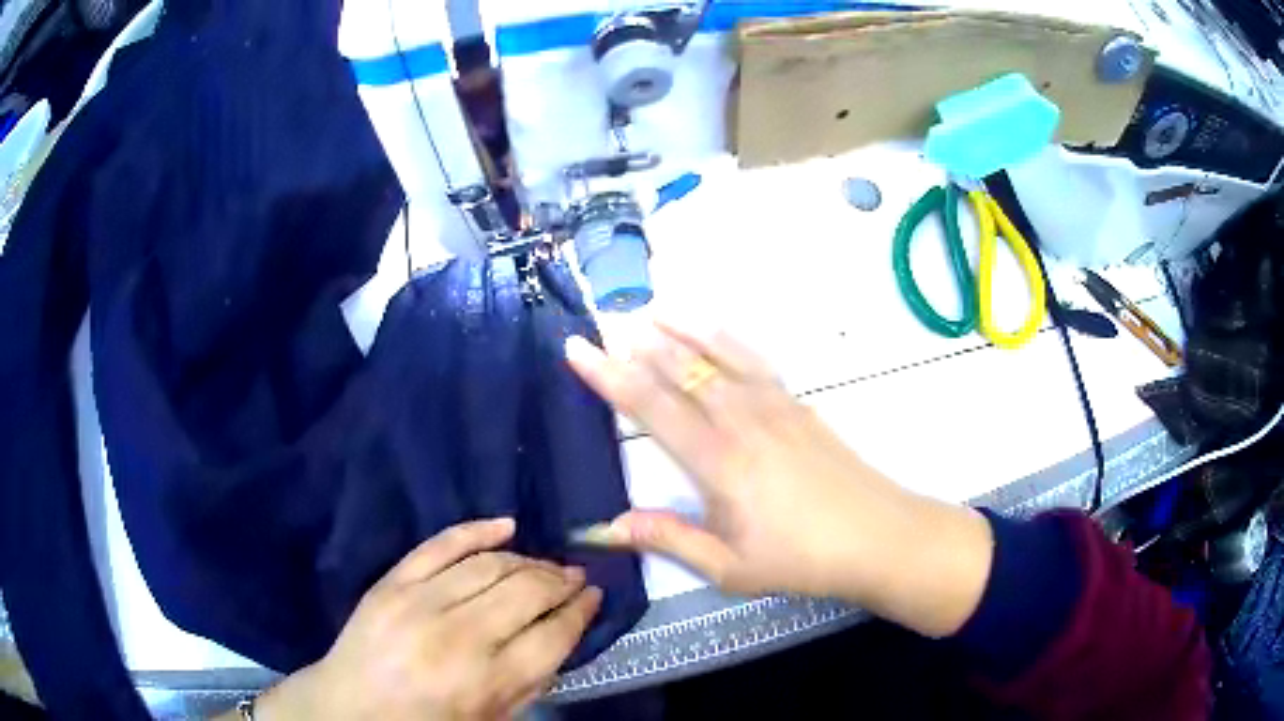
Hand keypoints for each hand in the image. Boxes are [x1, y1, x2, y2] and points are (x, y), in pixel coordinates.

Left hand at [253, 519, 600, 720]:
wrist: (350, 708)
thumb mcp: (490, 720)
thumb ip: (530, 683)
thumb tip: (562, 634)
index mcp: (485, 682)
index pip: (553, 635)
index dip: (581, 612)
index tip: (595, 598)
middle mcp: (457, 637)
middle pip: (527, 592)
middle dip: (562, 581)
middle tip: (577, 577)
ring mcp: (419, 603)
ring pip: (491, 564)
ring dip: (529, 559)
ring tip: (546, 563)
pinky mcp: (392, 582)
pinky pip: (441, 543)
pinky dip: (478, 529)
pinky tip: (507, 525)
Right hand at [566, 322, 992, 636]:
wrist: (877, 535)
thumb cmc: (801, 559)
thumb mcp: (729, 566)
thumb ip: (669, 539)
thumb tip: (609, 527)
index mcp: (718, 461)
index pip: (651, 406)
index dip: (609, 375)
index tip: (577, 348)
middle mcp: (741, 420)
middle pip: (681, 369)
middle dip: (638, 343)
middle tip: (606, 320)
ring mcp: (773, 405)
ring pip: (717, 354)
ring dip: (681, 328)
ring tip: (653, 307)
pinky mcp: (797, 404)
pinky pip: (753, 359)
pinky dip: (725, 337)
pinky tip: (713, 329)